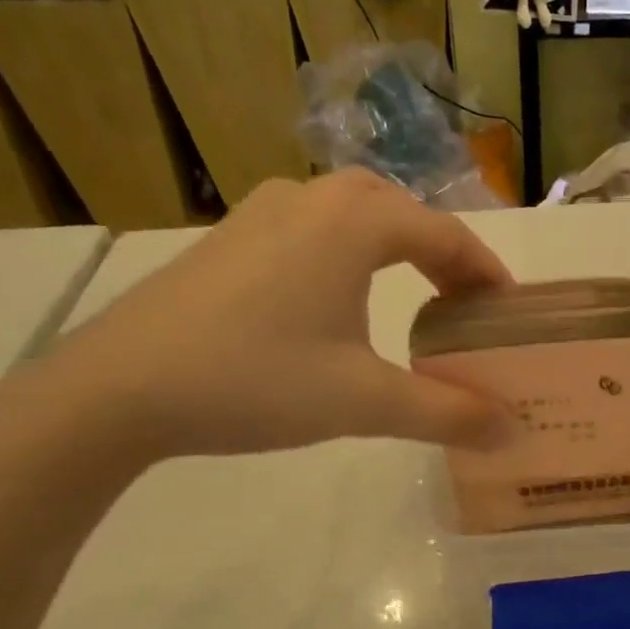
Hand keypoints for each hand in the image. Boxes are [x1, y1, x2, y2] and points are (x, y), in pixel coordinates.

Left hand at [42, 169, 514, 459]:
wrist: (117, 388)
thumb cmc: (255, 380)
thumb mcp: (362, 402)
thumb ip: (446, 413)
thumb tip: (512, 431)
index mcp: (355, 222)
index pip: (447, 236)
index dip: (486, 273)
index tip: (508, 311)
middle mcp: (313, 198)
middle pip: (402, 213)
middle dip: (443, 255)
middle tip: (463, 305)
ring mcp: (263, 211)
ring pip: (353, 213)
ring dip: (395, 246)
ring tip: (411, 295)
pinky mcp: (229, 236)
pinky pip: (313, 227)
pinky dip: (348, 251)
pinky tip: (336, 296)